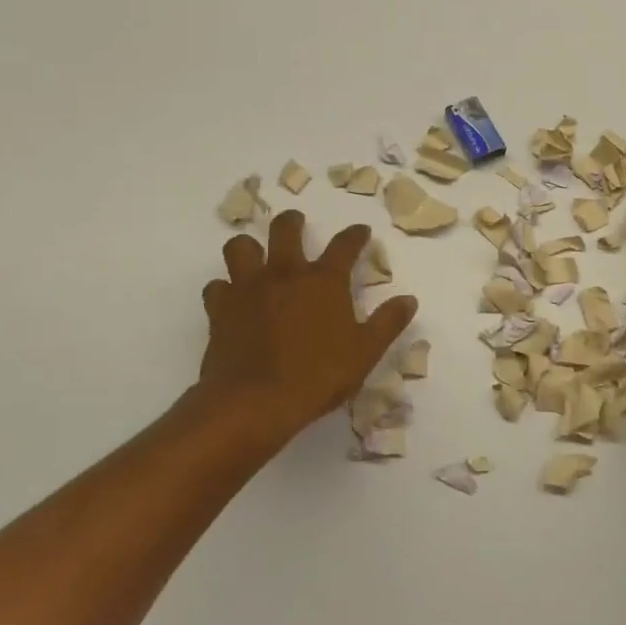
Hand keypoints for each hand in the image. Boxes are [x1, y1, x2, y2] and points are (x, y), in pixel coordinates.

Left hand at [191, 211, 417, 452]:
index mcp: (324, 281)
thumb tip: (408, 300)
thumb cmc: (318, 375)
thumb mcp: (365, 352)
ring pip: (240, 248)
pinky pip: (217, 287)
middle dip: (292, 222)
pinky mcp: (220, 309)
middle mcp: (285, 274)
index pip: (344, 245)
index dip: (355, 235)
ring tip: (255, 255)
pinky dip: (224, 289)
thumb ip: (388, 322)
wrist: (255, 402)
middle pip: (285, 230)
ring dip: (249, 248)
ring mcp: (248, 288)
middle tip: (296, 224)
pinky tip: (231, 299)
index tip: (361, 231)